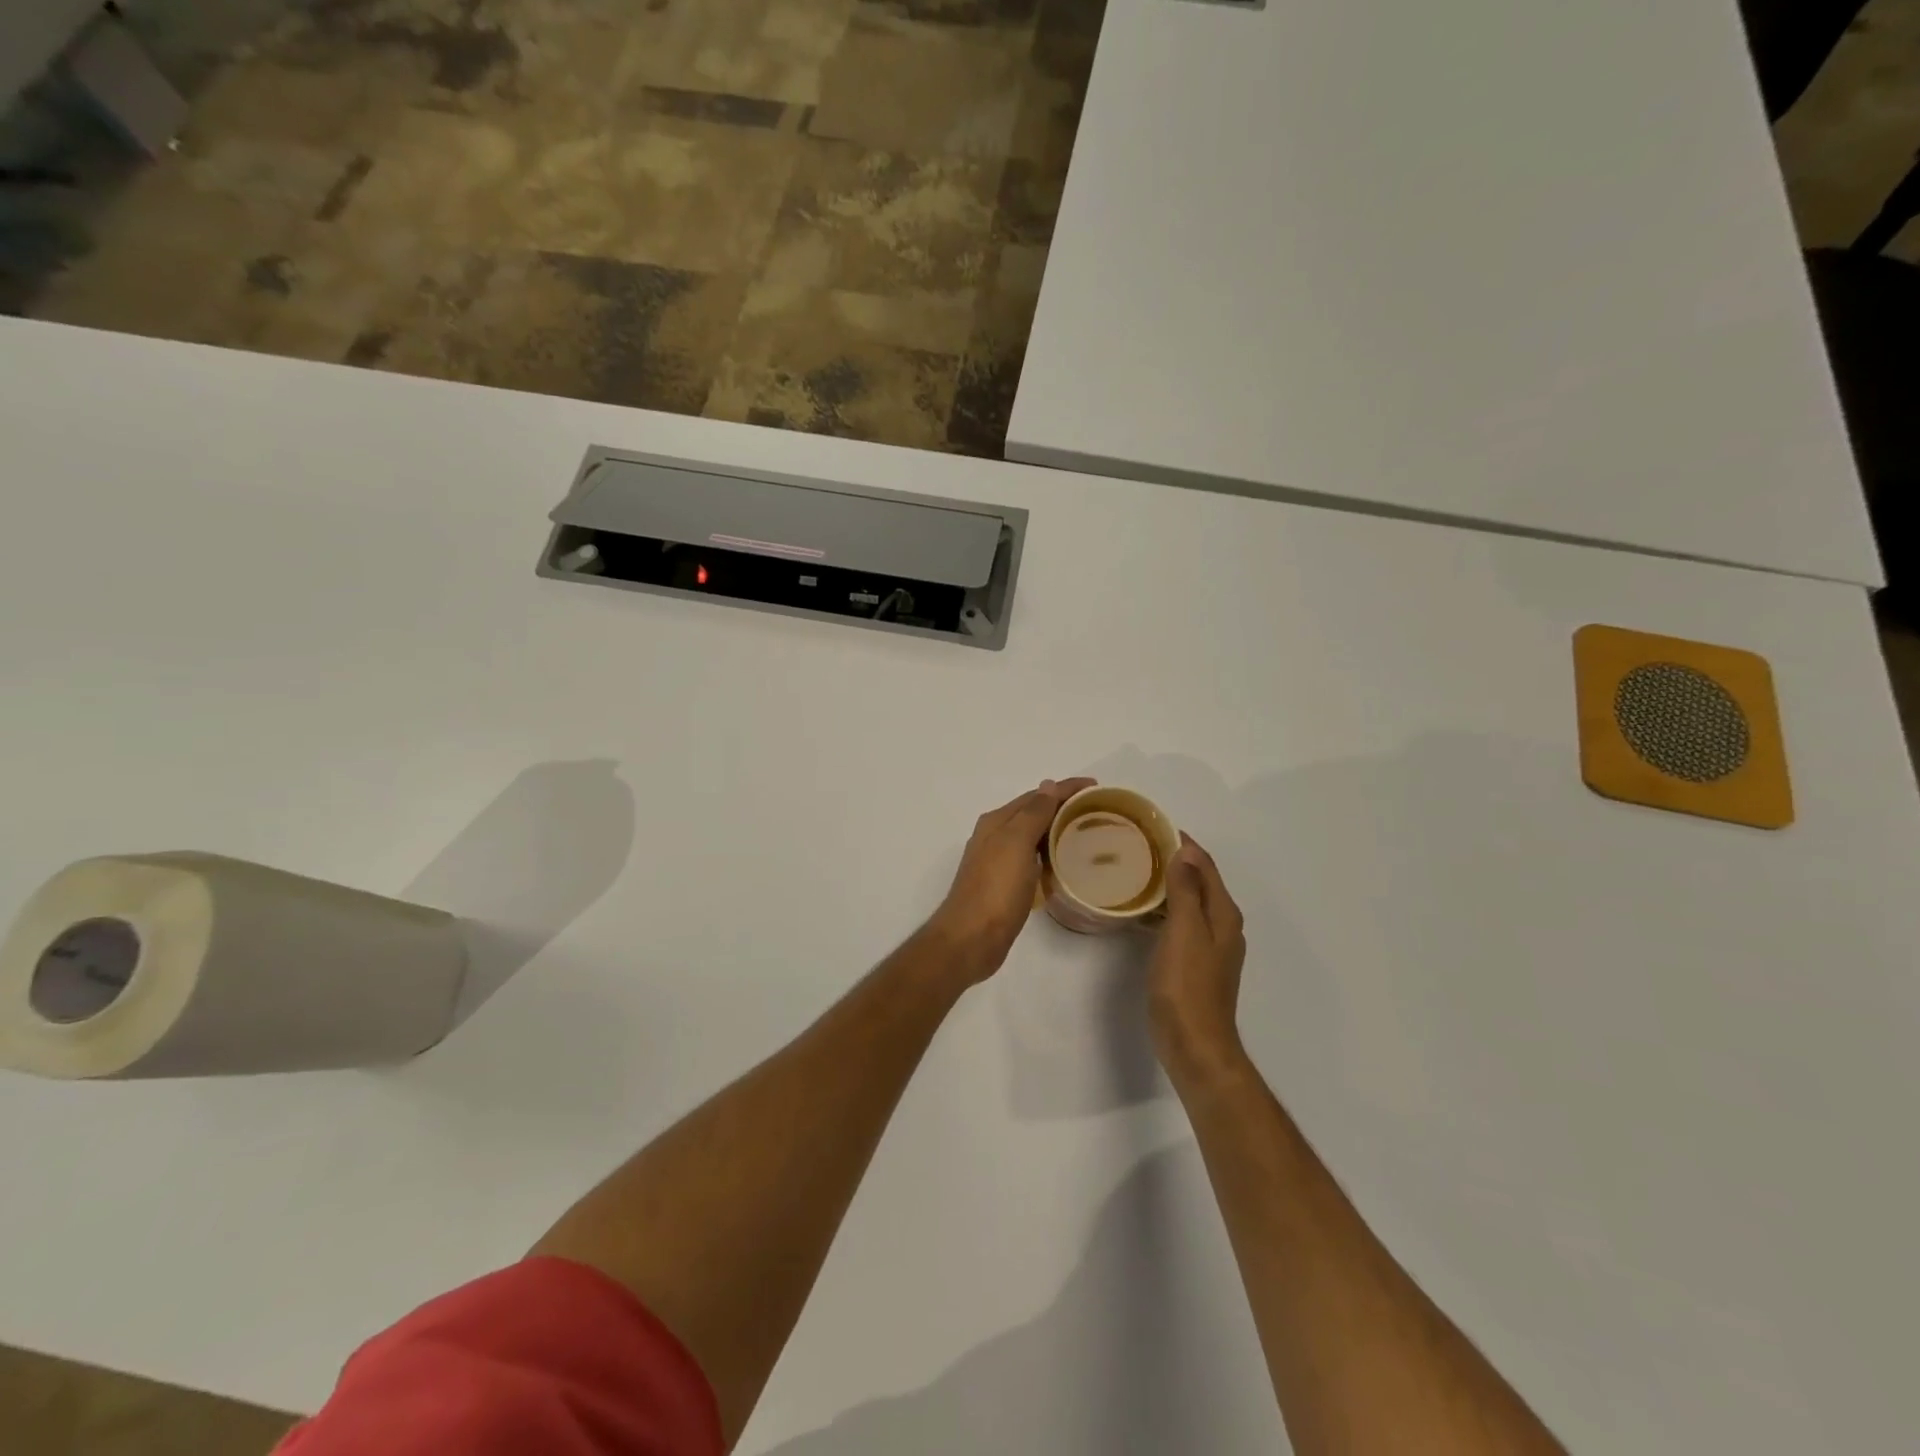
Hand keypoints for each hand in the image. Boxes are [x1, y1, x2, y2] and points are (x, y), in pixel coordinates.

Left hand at [927, 778, 1095, 982]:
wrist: (971, 939)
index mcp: (997, 822)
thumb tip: (1047, 785)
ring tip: (1088, 833)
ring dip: (1057, 830)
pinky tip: (1066, 863)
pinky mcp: (1006, 885)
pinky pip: (1033, 859)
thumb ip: (1033, 813)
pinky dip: (1050, 854)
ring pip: (1033, 836)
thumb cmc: (995, 889)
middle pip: (1034, 812)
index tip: (1097, 787)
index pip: (1037, 795)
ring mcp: (999, 861)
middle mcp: (995, 836)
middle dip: (1063, 806)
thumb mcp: (1015, 843)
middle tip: (1097, 810)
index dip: (1066, 788)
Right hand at [1148, 834, 1247, 1076]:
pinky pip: (1181, 923)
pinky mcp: (1195, 964)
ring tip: (1136, 872)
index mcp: (1223, 914)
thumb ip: (1185, 891)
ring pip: (1190, 903)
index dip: (1184, 843)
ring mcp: (1210, 946)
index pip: (1205, 865)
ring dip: (1169, 885)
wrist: (1194, 1044)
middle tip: (1139, 846)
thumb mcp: (1184, 932)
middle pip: (1200, 881)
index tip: (1154, 826)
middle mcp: (1222, 926)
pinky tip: (1141, 913)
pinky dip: (1164, 910)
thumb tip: (1185, 852)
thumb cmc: (1187, 986)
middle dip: (1176, 860)